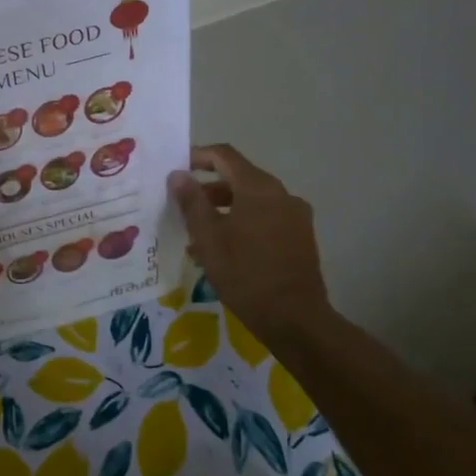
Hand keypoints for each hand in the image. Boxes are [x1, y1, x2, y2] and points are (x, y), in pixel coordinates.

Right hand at [170, 144, 333, 343]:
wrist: (296, 319)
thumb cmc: (245, 275)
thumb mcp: (208, 238)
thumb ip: (192, 202)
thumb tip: (177, 175)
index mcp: (258, 188)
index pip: (224, 156)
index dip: (198, 156)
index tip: (175, 168)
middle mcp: (281, 194)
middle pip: (239, 178)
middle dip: (208, 188)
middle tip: (181, 206)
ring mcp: (295, 215)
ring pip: (252, 200)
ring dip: (224, 208)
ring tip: (198, 233)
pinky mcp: (300, 236)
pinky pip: (266, 217)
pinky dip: (242, 222)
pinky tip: (225, 248)